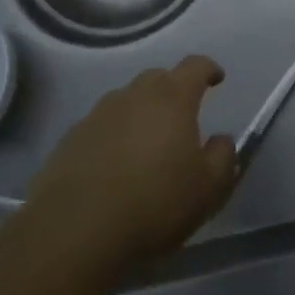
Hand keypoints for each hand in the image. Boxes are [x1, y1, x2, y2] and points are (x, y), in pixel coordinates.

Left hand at [25, 55, 236, 277]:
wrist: (78, 228)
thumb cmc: (155, 202)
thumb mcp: (208, 189)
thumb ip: (222, 157)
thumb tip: (221, 139)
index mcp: (172, 98)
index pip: (195, 66)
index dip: (208, 69)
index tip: (217, 78)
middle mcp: (134, 95)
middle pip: (158, 78)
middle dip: (173, 89)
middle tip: (181, 116)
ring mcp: (99, 113)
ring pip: (127, 100)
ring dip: (140, 112)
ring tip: (146, 144)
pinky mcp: (72, 137)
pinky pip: (101, 126)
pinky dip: (113, 135)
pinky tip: (114, 165)